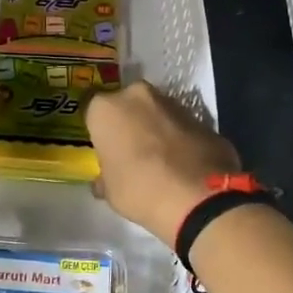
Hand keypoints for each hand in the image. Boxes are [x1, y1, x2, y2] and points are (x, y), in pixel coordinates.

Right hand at [84, 82, 240, 245]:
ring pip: (155, 111)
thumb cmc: (140, 190)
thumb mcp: (110, 190)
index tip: (103, 148)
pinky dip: (178, 138)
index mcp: (106, 109)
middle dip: (128, 122)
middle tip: (130, 151)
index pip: (92, 111)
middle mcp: (137, 96)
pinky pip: (180, 126)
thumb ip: (106, 175)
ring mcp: (172, 103)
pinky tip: (181, 163)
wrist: (200, 196)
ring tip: (159, 159)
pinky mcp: (200, 117)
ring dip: (154, 128)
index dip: (98, 130)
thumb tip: (106, 179)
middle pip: (126, 105)